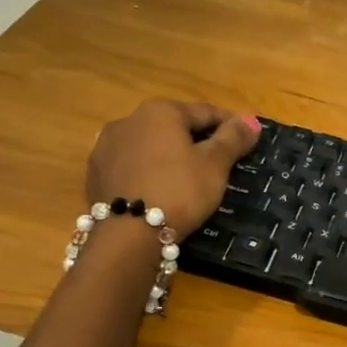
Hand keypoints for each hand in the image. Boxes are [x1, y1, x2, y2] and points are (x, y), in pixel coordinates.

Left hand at [87, 100, 258, 234]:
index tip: (246, 138)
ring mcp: (106, 147)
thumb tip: (251, 120)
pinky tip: (158, 190)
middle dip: (196, 140)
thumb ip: (233, 138)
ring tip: (186, 178)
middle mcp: (128, 120)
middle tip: (218, 161)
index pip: (204, 112)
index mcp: (160, 111)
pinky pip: (131, 167)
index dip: (229, 124)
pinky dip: (148, 173)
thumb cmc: (179, 191)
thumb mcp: (215, 165)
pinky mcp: (95, 175)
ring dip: (168, 156)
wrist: (128, 235)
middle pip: (173, 127)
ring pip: (149, 146)